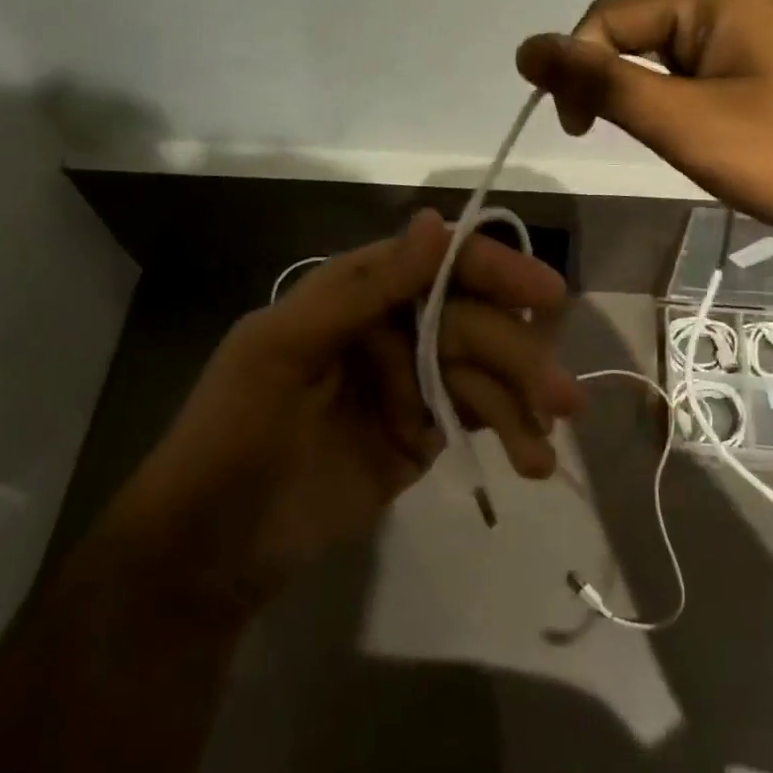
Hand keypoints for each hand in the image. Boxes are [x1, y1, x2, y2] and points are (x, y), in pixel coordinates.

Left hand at [98, 210, 575, 608]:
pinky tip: (531, 458)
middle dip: (515, 356)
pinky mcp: (423, 434)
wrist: (209, 551)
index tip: (544, 295)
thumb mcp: (285, 351)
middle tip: (563, 396)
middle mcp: (389, 327)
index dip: (492, 271)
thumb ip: (365, 290)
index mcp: (353, 294)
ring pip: (481, 374)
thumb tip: (435, 221)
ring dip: (519, 404)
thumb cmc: (233, 435)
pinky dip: (508, 433)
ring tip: (542, 449)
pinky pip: (476, 417)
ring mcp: (408, 383)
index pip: (434, 263)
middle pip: (469, 323)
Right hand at [516, 0, 772, 274]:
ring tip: (677, 143)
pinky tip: (701, 136)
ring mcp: (757, 28)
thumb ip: (602, 83)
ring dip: (650, 98)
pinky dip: (680, 104)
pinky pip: (698, 71)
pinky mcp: (767, 63)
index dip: (577, 68)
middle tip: (636, 142)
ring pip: (665, 55)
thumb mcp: (684, 122)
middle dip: (618, 84)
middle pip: (638, 28)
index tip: (575, 132)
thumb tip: (526, 47)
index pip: (610, 14)